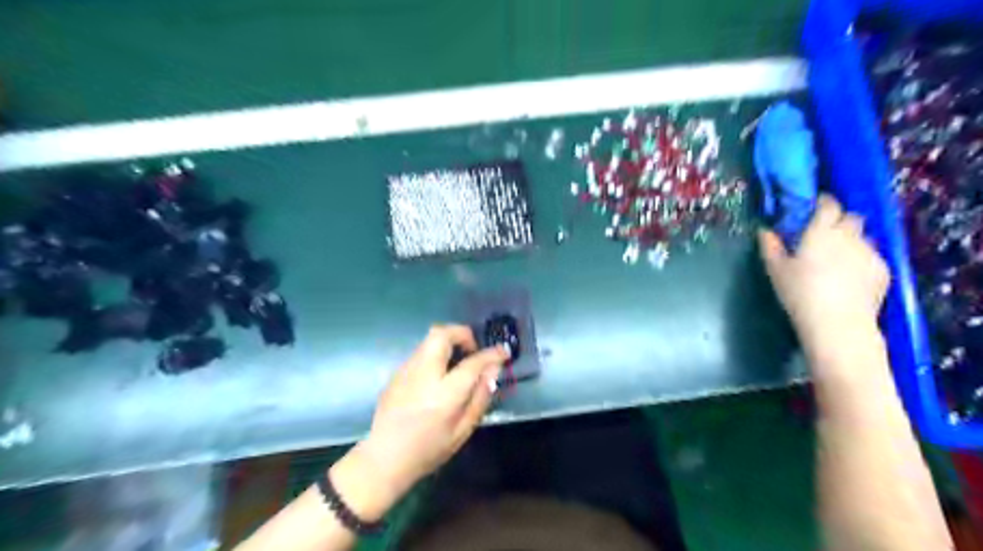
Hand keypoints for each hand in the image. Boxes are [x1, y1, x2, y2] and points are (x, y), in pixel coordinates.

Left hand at [339, 324, 506, 514]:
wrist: (384, 458)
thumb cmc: (428, 449)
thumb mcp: (462, 431)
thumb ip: (479, 398)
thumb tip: (493, 371)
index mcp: (444, 393)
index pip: (473, 363)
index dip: (491, 354)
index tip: (503, 352)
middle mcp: (423, 374)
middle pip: (442, 334)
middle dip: (462, 333)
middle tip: (472, 350)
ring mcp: (406, 371)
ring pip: (429, 340)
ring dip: (448, 343)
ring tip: (457, 361)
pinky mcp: (396, 373)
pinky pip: (420, 353)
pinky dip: (435, 354)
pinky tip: (438, 375)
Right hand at [759, 194, 891, 354]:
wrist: (837, 322)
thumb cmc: (799, 293)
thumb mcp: (775, 269)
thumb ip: (770, 246)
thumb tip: (764, 230)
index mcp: (821, 231)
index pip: (828, 205)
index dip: (823, 202)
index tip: (814, 206)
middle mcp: (849, 236)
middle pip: (851, 217)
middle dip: (840, 220)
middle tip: (825, 233)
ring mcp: (870, 252)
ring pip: (864, 237)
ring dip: (852, 240)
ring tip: (839, 257)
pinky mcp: (883, 270)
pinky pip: (872, 257)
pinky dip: (862, 260)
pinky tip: (851, 277)